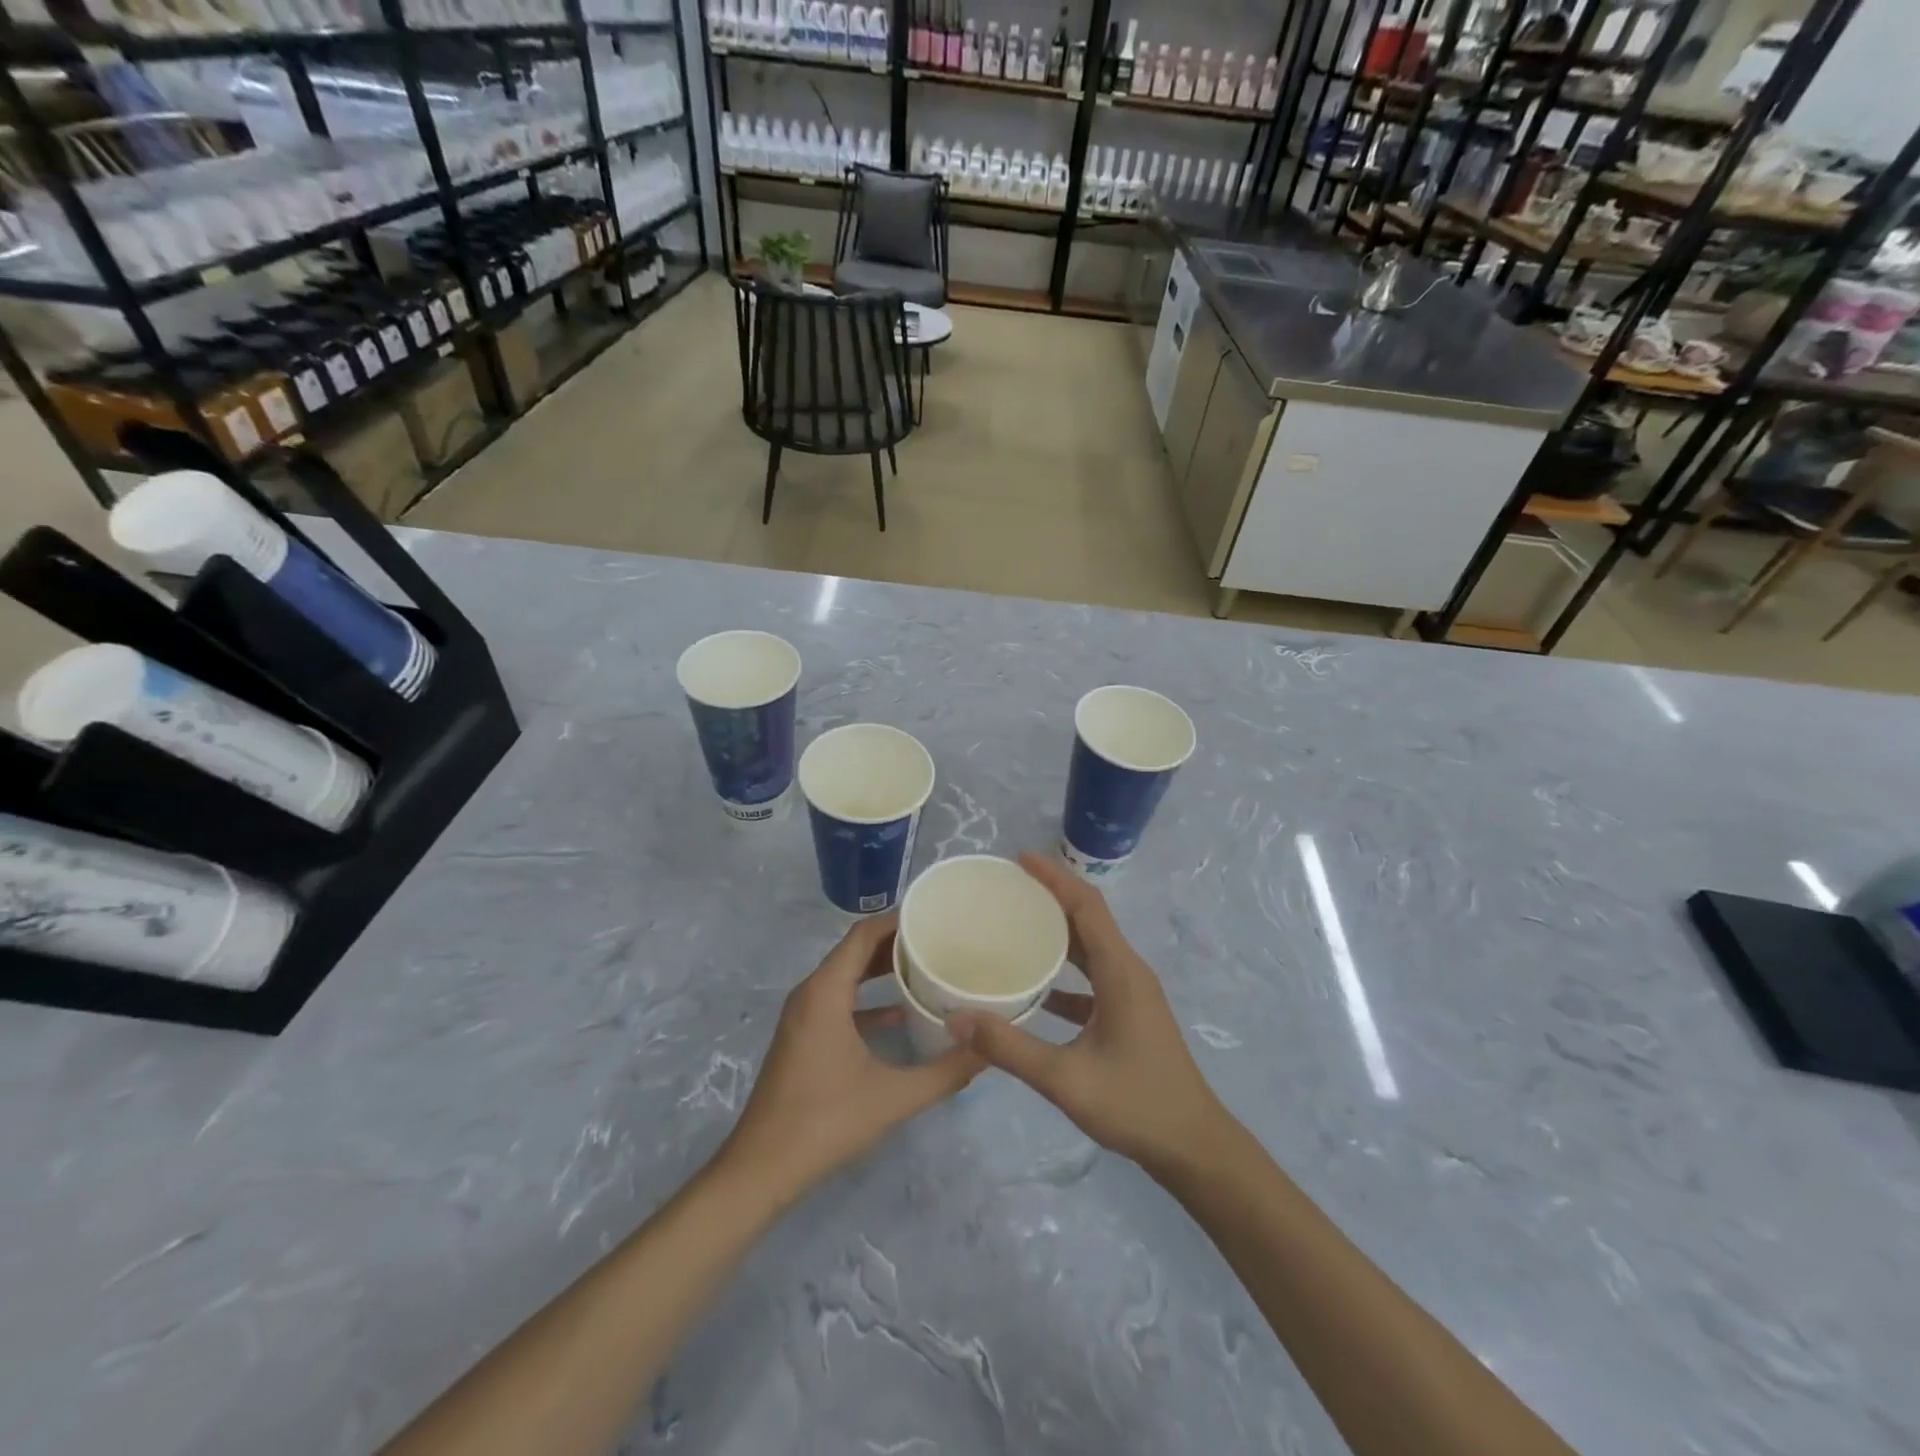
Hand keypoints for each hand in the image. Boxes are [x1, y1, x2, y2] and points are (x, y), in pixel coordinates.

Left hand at [718, 913, 983, 1204]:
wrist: (761, 1169)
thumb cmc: (825, 1122)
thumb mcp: (894, 1097)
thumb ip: (946, 1072)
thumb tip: (988, 1050)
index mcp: (826, 992)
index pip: (864, 934)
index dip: (898, 919)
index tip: (935, 915)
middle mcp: (811, 993)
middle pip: (855, 950)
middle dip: (896, 941)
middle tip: (940, 938)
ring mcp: (803, 1015)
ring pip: (846, 975)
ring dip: (881, 967)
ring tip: (926, 965)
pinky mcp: (803, 1036)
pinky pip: (838, 1000)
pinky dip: (867, 997)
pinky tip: (900, 1013)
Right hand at [946, 853, 1231, 1177]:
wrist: (1193, 1147)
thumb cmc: (1135, 1104)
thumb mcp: (1065, 1078)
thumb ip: (1008, 1048)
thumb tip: (955, 1018)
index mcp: (1120, 971)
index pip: (1086, 905)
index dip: (1055, 877)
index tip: (1019, 859)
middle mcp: (1128, 971)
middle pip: (1087, 919)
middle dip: (1050, 897)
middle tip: (1005, 889)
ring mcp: (1131, 993)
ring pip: (1090, 948)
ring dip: (1056, 932)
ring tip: (1014, 925)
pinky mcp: (1128, 1014)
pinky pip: (1092, 978)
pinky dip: (1064, 972)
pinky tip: (1034, 987)